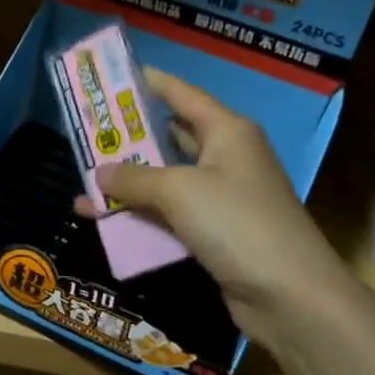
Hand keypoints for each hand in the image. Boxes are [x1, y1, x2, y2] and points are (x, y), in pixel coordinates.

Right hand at [75, 68, 351, 350]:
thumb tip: (99, 172)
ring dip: (129, 183)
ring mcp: (221, 198)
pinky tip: (105, 221)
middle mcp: (226, 158)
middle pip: (170, 138)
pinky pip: (169, 216)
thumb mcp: (179, 191)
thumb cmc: (236, 222)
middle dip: (129, 138)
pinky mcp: (215, 234)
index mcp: (227, 131)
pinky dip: (140, 216)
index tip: (110, 78)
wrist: (290, 295)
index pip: (181, 94)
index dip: (147, 83)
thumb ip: (134, 177)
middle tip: (87, 134)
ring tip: (85, 181)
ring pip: (166, 181)